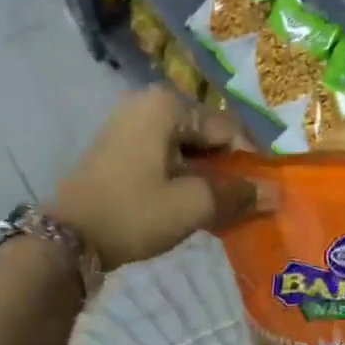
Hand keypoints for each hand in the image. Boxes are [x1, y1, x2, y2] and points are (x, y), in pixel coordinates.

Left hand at [49, 87, 258, 270]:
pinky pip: (165, 157)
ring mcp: (129, 125)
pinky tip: (189, 207)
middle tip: (241, 207)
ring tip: (218, 211)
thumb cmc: (134, 213)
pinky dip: (182, 179)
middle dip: (226, 172)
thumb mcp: (193, 205)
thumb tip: (277, 193)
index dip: (249, 164)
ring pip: (186, 150)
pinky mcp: (118, 149)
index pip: (228, 130)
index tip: (261, 197)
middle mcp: (148, 104)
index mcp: (167, 106)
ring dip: (206, 178)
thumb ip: (238, 195)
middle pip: (207, 137)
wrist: (68, 239)